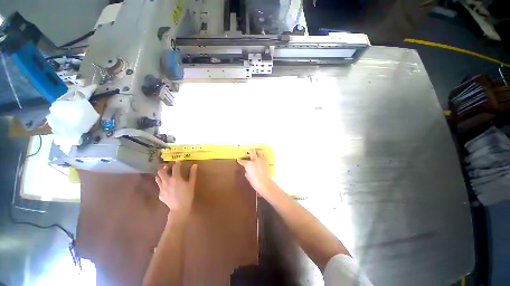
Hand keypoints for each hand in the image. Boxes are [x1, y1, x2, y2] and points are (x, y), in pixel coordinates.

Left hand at [155, 161, 197, 217]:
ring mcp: (161, 188)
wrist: (179, 208)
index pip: (175, 167)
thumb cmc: (187, 195)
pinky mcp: (160, 194)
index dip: (177, 163)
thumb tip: (194, 165)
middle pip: (161, 171)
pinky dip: (163, 183)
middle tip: (169, 166)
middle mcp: (166, 181)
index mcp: (175, 178)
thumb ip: (192, 174)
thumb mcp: (191, 184)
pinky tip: (167, 186)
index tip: (179, 162)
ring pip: (157, 178)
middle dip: (164, 167)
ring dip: (161, 174)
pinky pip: (159, 186)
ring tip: (165, 174)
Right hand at [237, 150, 273, 196]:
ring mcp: (261, 160)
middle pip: (252, 151)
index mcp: (248, 164)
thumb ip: (247, 171)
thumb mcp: (248, 176)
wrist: (263, 182)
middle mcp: (255, 160)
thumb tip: (247, 170)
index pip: (242, 161)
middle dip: (249, 151)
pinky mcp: (266, 162)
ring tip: (257, 152)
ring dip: (257, 152)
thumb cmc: (254, 181)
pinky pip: (264, 157)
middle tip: (249, 151)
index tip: (238, 160)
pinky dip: (263, 157)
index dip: (240, 160)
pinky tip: (262, 158)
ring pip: (259, 152)